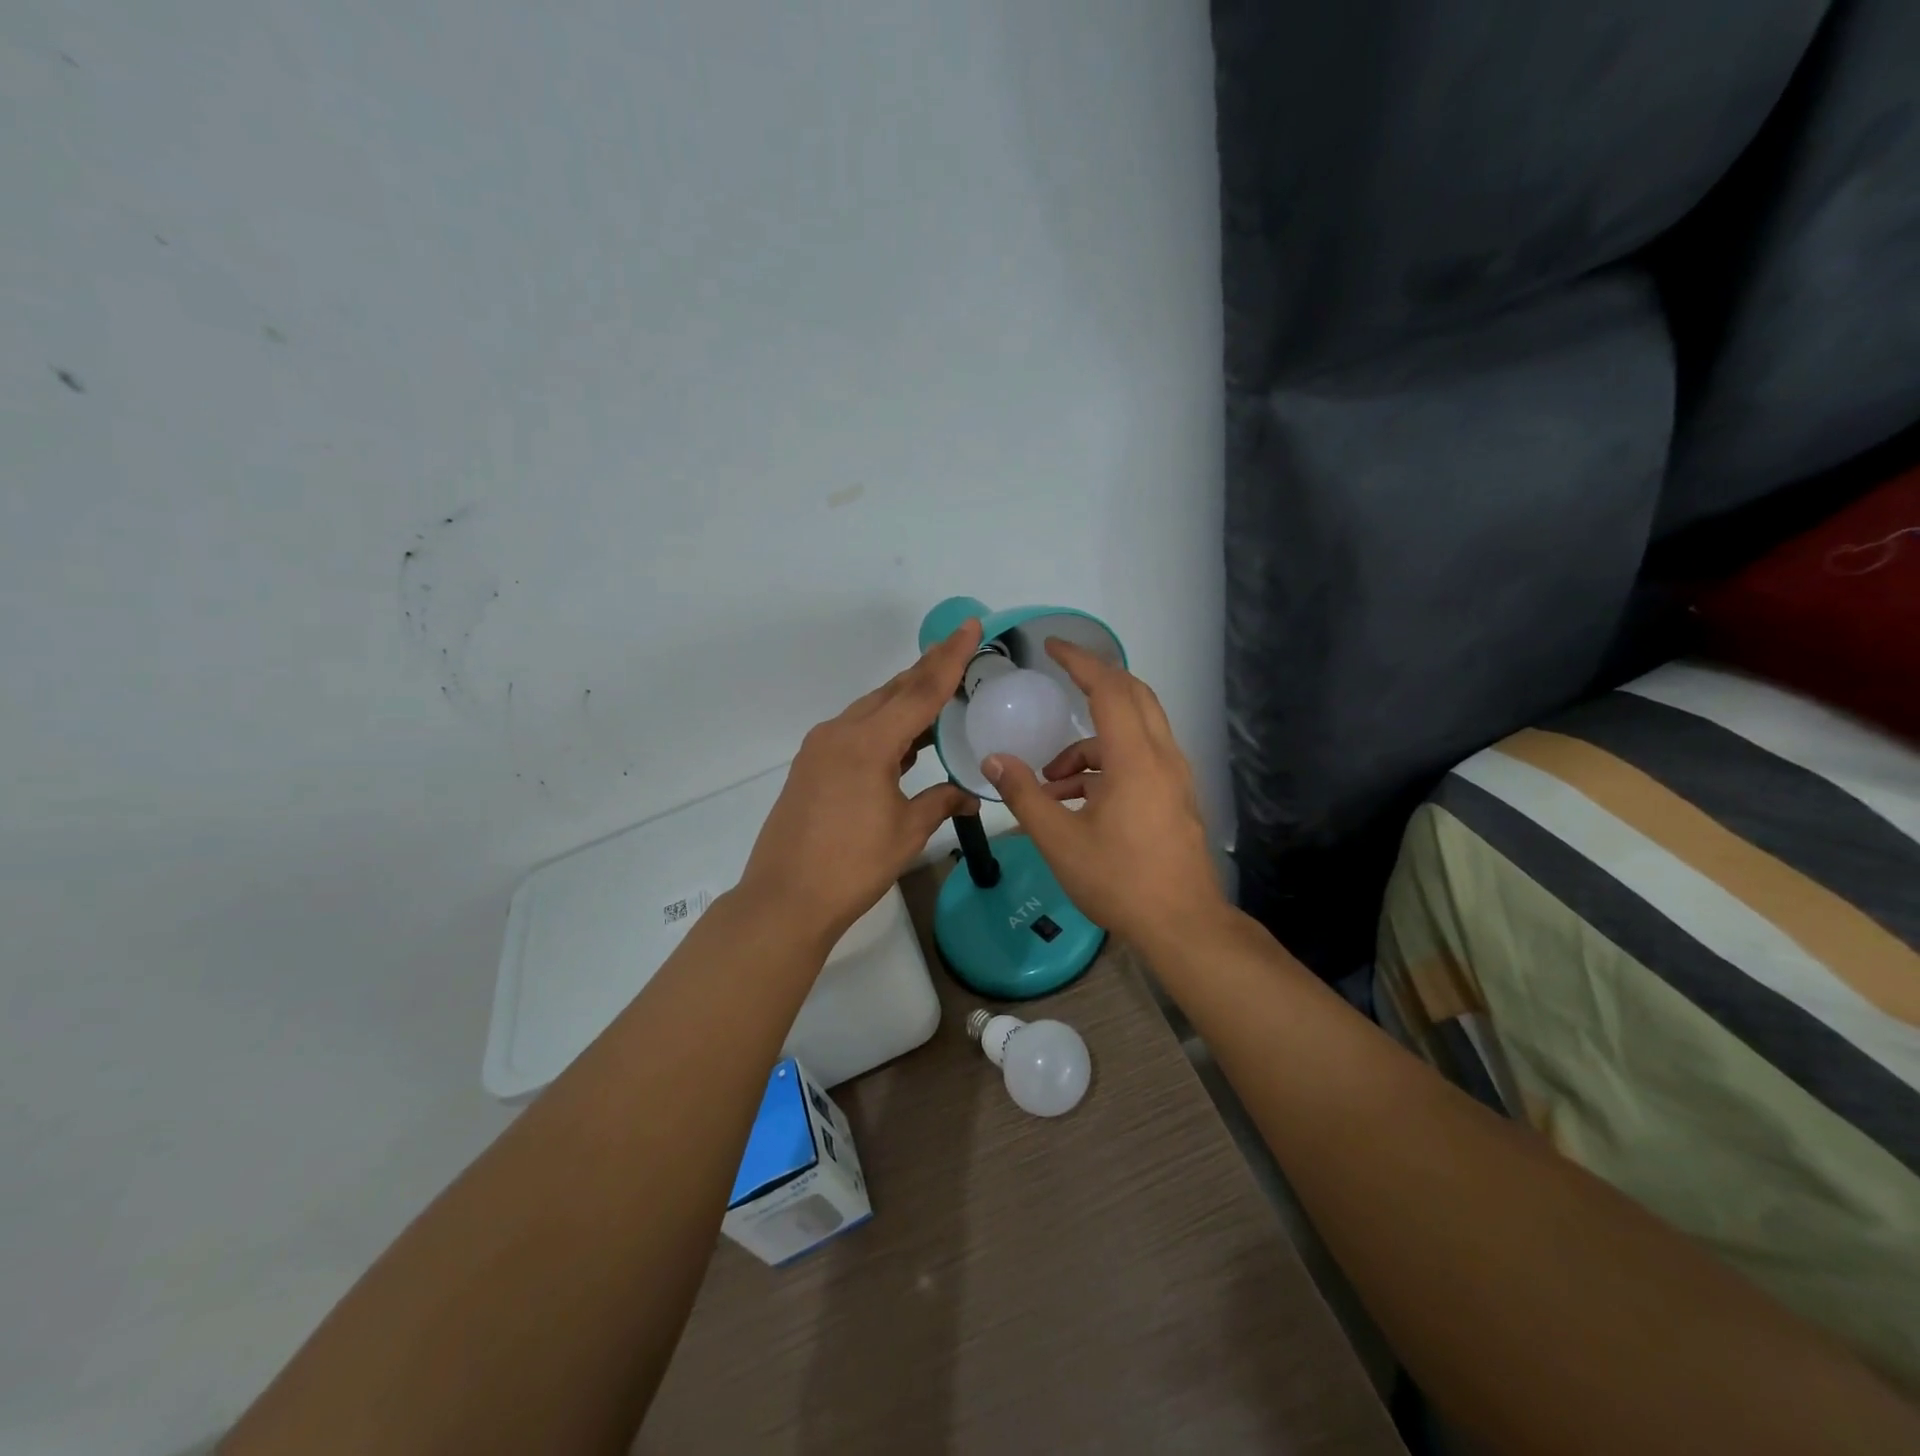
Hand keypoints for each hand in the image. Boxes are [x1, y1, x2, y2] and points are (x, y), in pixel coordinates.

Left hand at [739, 620, 983, 942]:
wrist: (785, 899)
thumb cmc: (852, 866)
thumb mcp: (906, 831)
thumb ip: (941, 802)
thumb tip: (970, 795)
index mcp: (868, 743)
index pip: (921, 691)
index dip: (951, 658)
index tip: (970, 626)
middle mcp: (841, 733)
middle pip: (893, 691)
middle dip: (928, 670)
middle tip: (961, 648)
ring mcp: (821, 747)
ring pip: (872, 709)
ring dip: (905, 699)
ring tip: (940, 691)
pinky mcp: (811, 764)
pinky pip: (856, 730)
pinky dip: (884, 726)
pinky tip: (905, 739)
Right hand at [982, 640, 1224, 947]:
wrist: (1183, 925)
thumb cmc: (1119, 880)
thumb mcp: (1060, 840)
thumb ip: (1025, 795)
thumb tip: (994, 760)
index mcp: (1135, 759)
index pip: (1109, 688)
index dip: (1080, 661)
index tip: (1052, 647)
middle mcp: (1162, 757)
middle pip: (1133, 696)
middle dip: (1094, 684)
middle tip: (1059, 684)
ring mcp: (1174, 778)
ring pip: (1135, 732)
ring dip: (1091, 743)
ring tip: (1051, 782)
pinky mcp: (1175, 797)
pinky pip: (1140, 760)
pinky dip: (1106, 765)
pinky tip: (1076, 802)